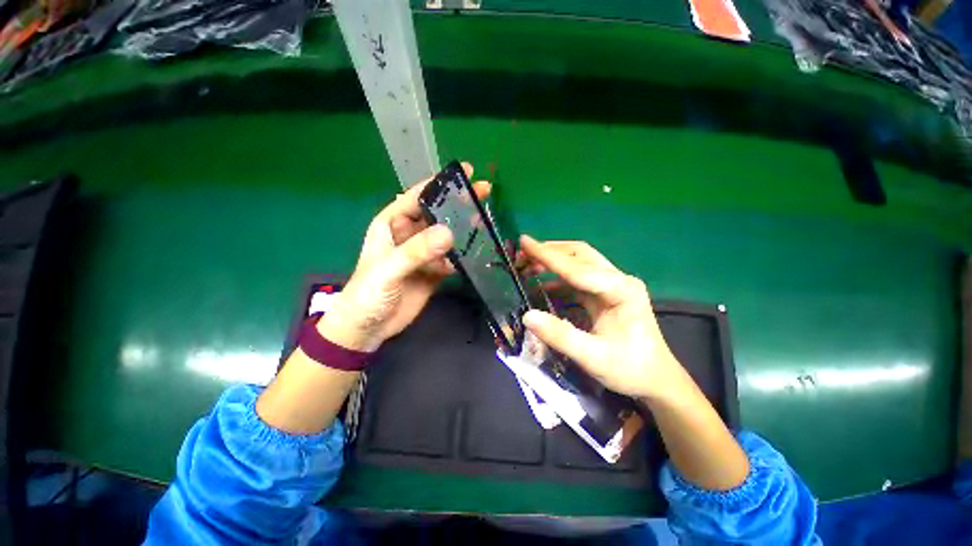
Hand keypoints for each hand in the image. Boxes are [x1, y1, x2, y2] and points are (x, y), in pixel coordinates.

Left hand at [318, 163, 489, 351]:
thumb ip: (416, 251)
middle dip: (459, 205)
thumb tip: (449, 233)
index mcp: (391, 225)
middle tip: (484, 193)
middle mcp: (409, 235)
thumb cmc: (367, 294)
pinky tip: (476, 255)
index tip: (465, 173)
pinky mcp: (433, 272)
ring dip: (464, 231)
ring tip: (485, 223)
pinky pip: (451, 259)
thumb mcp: (388, 270)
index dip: (440, 184)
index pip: (417, 197)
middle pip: (437, 215)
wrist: (367, 329)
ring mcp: (423, 255)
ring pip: (447, 237)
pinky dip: (463, 257)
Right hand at [519, 236, 688, 401]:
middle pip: (579, 254)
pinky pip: (577, 278)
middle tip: (522, 256)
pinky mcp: (605, 293)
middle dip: (549, 252)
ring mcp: (612, 285)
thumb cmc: (630, 370)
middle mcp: (618, 280)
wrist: (657, 380)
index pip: (577, 267)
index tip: (523, 241)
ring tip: (526, 267)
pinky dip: (557, 278)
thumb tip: (526, 316)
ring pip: (578, 263)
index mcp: (620, 290)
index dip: (547, 255)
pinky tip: (541, 284)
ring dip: (552, 262)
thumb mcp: (593, 358)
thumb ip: (560, 336)